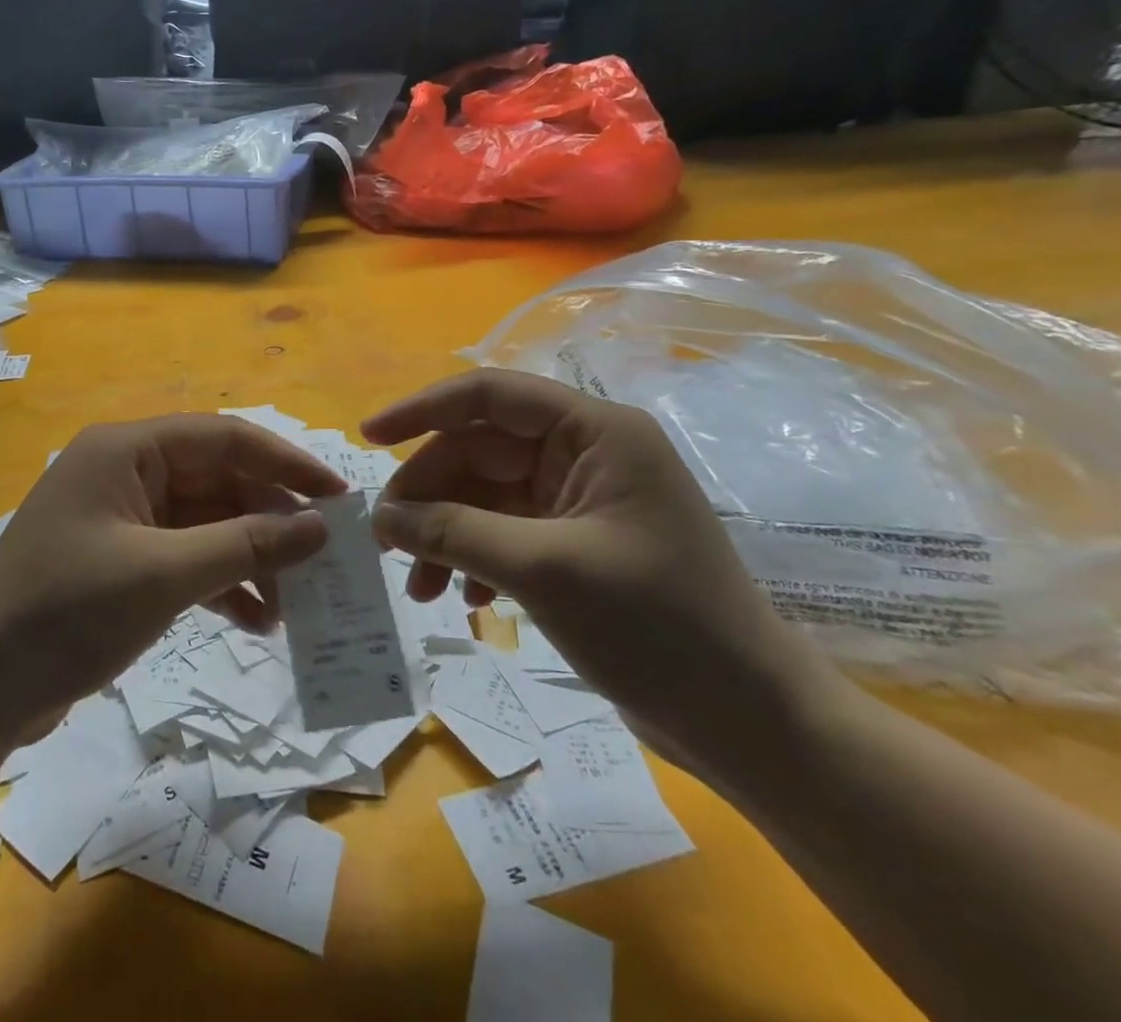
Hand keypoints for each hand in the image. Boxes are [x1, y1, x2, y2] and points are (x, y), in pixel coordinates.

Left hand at [0, 415, 344, 747]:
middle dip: (269, 519)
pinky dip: (219, 583)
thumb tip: (319, 526)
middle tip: (324, 559)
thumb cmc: (66, 613)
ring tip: (294, 602)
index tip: (337, 497)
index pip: (223, 437)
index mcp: (126, 450)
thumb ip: (245, 545)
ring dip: (248, 557)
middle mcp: (125, 472)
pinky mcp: (119, 561)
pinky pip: (184, 557)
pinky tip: (254, 620)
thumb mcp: (163, 575)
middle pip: (217, 480)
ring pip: (205, 523)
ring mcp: (121, 518)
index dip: (285, 463)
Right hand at [362, 369, 846, 782]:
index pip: (490, 395)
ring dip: (446, 535)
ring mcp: (581, 501)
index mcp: (593, 432)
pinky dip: (476, 559)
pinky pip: (505, 532)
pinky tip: (468, 602)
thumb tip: (380, 518)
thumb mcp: (541, 570)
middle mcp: (586, 454)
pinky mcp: (578, 544)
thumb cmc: (657, 628)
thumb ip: (452, 532)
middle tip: (387, 543)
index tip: (368, 438)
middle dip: (430, 496)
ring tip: (419, 588)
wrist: (752, 725)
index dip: (422, 409)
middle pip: (479, 452)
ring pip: (486, 497)